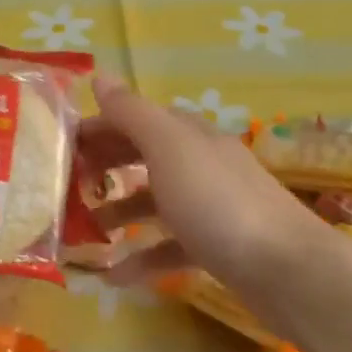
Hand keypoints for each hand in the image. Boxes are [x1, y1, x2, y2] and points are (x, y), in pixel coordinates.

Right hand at [89, 74, 320, 294]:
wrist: (289, 271)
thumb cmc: (218, 203)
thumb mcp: (169, 149)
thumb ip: (132, 113)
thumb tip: (100, 75)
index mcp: (190, 136)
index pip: (137, 119)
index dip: (100, 127)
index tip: (63, 147)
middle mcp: (202, 165)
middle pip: (146, 156)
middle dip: (107, 166)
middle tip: (69, 186)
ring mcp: (212, 207)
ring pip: (156, 201)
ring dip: (119, 211)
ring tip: (85, 231)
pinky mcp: (218, 247)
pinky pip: (170, 246)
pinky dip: (142, 257)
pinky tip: (115, 277)